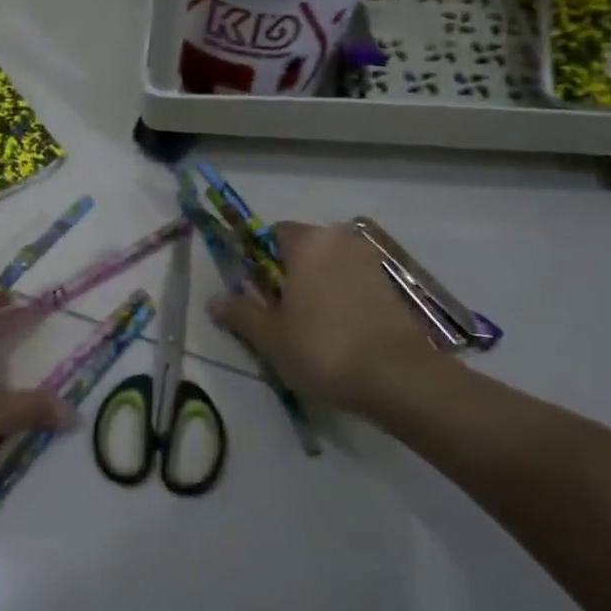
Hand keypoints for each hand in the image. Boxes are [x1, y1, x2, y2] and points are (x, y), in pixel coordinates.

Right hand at [208, 221, 464, 413]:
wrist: (397, 376)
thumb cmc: (321, 347)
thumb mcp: (269, 335)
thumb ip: (239, 313)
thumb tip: (214, 300)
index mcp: (309, 242)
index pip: (274, 233)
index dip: (258, 259)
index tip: (254, 291)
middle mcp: (342, 241)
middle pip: (304, 249)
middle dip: (287, 274)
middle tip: (277, 314)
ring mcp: (371, 262)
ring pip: (330, 267)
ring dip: (315, 288)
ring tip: (307, 328)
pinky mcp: (391, 287)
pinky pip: (352, 283)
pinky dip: (340, 299)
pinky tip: (337, 333)